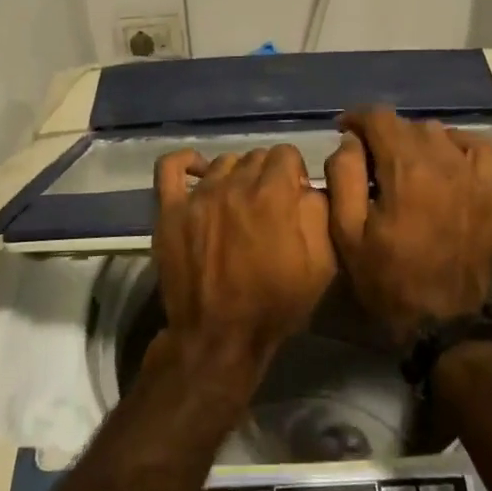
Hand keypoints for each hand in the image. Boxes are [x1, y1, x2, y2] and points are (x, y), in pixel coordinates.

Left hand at [151, 145, 335, 376]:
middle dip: (268, 174)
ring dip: (236, 175)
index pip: (287, 153)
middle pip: (255, 156)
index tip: (294, 195)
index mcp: (273, 194)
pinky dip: (186, 162)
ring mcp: (198, 195)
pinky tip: (198, 171)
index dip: (295, 172)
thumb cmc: (275, 303)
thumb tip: (309, 187)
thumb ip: (320, 213)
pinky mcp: (170, 209)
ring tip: (238, 201)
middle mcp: (235, 184)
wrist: (219, 337)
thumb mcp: (321, 264)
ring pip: (222, 162)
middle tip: (269, 204)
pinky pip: (171, 167)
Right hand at [324, 109, 491, 345]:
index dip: (357, 117)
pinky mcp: (491, 190)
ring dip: (416, 140)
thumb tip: (350, 140)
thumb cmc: (386, 278)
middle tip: (369, 159)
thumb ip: (343, 175)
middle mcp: (442, 161)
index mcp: (405, 169)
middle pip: (407, 124)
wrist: (442, 319)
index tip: (343, 130)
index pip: (379, 117)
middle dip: (383, 134)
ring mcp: (472, 174)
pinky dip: (457, 145)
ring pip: (439, 133)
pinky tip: (443, 162)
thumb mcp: (347, 232)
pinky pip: (477, 146)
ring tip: (403, 164)